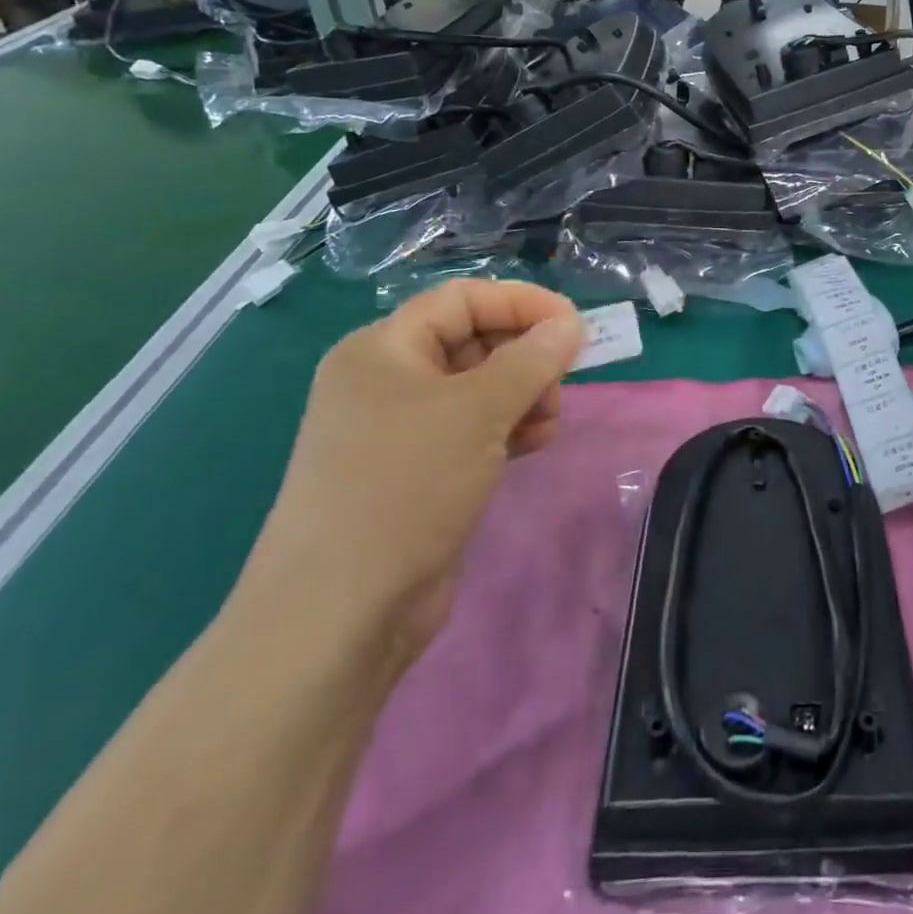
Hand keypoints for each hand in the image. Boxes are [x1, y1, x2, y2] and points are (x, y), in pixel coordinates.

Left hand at [236, 282, 583, 656]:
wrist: (338, 614)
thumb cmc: (405, 485)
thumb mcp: (477, 411)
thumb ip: (531, 360)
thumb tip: (569, 325)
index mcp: (383, 349)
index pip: (462, 299)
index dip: (521, 303)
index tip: (574, 325)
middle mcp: (386, 380)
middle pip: (472, 340)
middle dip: (524, 356)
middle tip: (561, 383)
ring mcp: (398, 429)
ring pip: (477, 388)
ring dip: (522, 395)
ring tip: (548, 422)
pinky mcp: (415, 471)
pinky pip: (471, 429)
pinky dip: (506, 428)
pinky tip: (533, 444)